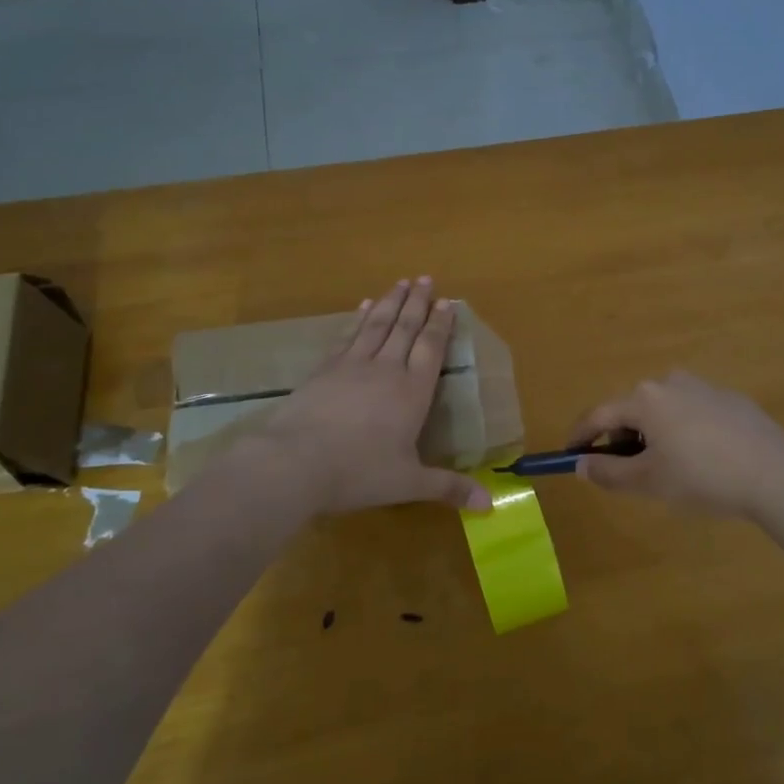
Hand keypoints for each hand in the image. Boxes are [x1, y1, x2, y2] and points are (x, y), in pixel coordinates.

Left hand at [247, 278, 491, 514]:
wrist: (295, 462)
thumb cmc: (359, 472)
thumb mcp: (408, 483)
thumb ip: (448, 488)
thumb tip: (489, 505)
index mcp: (412, 392)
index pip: (431, 348)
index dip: (440, 324)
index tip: (447, 302)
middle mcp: (386, 369)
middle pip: (405, 328)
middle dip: (417, 302)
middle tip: (425, 278)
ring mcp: (352, 365)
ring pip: (377, 324)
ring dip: (391, 302)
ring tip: (400, 282)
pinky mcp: (324, 369)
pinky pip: (348, 335)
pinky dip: (358, 318)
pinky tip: (362, 306)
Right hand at [567, 370, 783, 522]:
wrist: (776, 475)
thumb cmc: (702, 477)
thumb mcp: (649, 482)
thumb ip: (608, 472)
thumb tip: (580, 464)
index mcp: (645, 398)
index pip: (599, 415)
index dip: (580, 436)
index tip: (569, 455)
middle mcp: (670, 382)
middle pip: (632, 410)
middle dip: (620, 438)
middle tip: (621, 470)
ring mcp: (704, 387)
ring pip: (663, 410)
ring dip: (653, 434)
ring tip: (664, 468)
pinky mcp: (731, 399)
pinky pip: (693, 413)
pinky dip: (683, 432)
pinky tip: (700, 460)